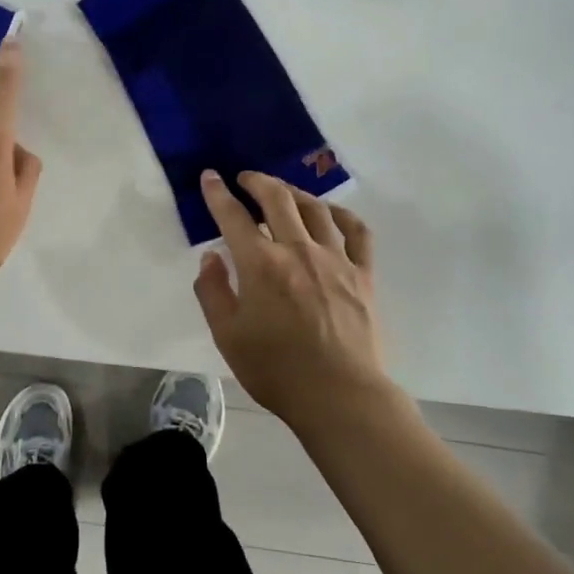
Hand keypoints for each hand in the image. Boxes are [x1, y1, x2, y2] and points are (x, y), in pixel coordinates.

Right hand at [191, 170, 398, 429]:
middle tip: (245, 178)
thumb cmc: (275, 369)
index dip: (218, 193)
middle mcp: (298, 250)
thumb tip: (211, 256)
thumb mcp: (227, 335)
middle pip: (277, 199)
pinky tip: (331, 214)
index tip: (210, 177)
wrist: (339, 396)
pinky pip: (357, 232)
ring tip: (283, 192)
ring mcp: (336, 259)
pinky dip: (342, 215)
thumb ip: (212, 291)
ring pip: (315, 209)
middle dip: (257, 181)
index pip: (233, 216)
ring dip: (294, 193)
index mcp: (261, 264)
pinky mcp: (363, 274)